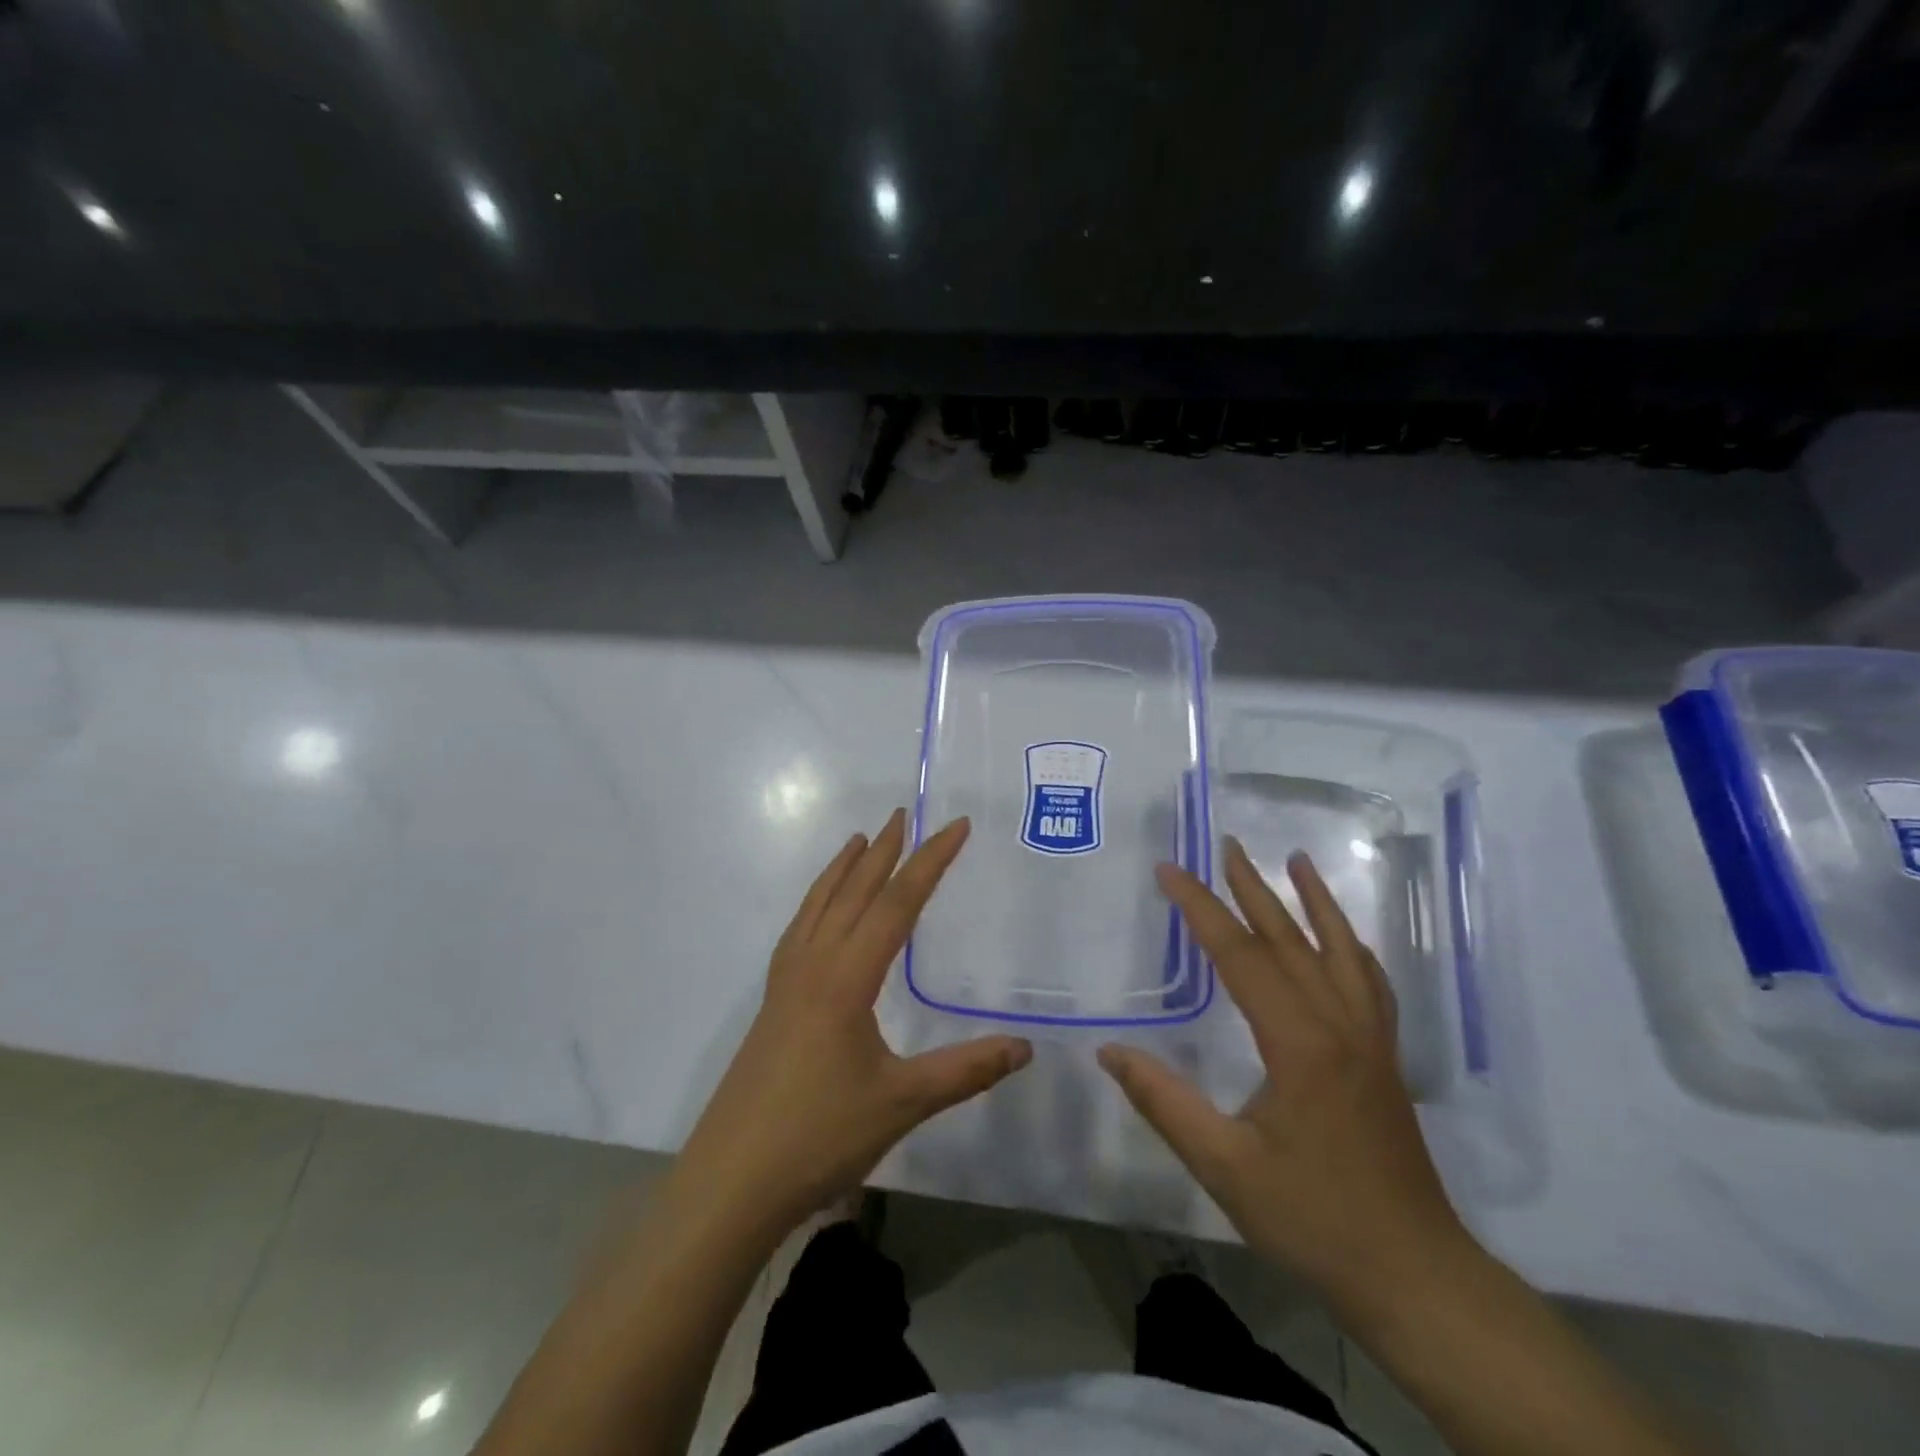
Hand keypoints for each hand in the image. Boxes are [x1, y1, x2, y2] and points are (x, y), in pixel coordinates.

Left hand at [670, 810, 1031, 1246]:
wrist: (732, 1180)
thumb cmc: (819, 1135)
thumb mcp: (902, 1102)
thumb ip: (965, 1070)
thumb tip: (1025, 1047)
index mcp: (847, 977)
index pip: (897, 904)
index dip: (930, 861)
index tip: (956, 826)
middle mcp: (814, 964)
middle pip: (854, 892)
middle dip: (884, 851)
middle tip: (904, 814)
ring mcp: (787, 982)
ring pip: (819, 906)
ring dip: (843, 869)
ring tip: (861, 840)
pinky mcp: (773, 1002)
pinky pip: (799, 929)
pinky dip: (817, 901)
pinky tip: (821, 911)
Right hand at [1099, 838, 1475, 1313]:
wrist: (1415, 1276)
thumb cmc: (1314, 1219)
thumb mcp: (1225, 1167)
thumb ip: (1164, 1103)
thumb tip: (1110, 1052)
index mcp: (1299, 1042)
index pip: (1240, 955)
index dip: (1200, 909)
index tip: (1169, 871)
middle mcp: (1340, 1025)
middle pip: (1290, 939)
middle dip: (1252, 888)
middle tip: (1226, 844)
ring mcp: (1371, 1040)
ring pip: (1341, 951)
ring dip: (1314, 902)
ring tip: (1297, 861)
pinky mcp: (1385, 1058)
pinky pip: (1370, 983)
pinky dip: (1351, 945)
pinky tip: (1343, 938)